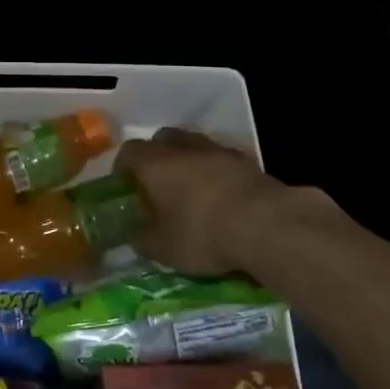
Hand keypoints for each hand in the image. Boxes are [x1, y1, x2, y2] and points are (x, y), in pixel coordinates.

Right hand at [115, 128, 300, 275]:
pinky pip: (221, 159)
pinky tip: (221, 197)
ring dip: (188, 162)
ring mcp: (217, 150)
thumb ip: (143, 239)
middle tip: (157, 185)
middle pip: (162, 140)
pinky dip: (216, 172)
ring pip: (194, 146)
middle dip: (156, 158)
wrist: (266, 224)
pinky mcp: (246, 160)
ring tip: (191, 191)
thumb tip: (134, 235)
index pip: (128, 152)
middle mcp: (183, 147)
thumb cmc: (202, 233)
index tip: (124, 188)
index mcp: (154, 163)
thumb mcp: (163, 248)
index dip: (123, 168)